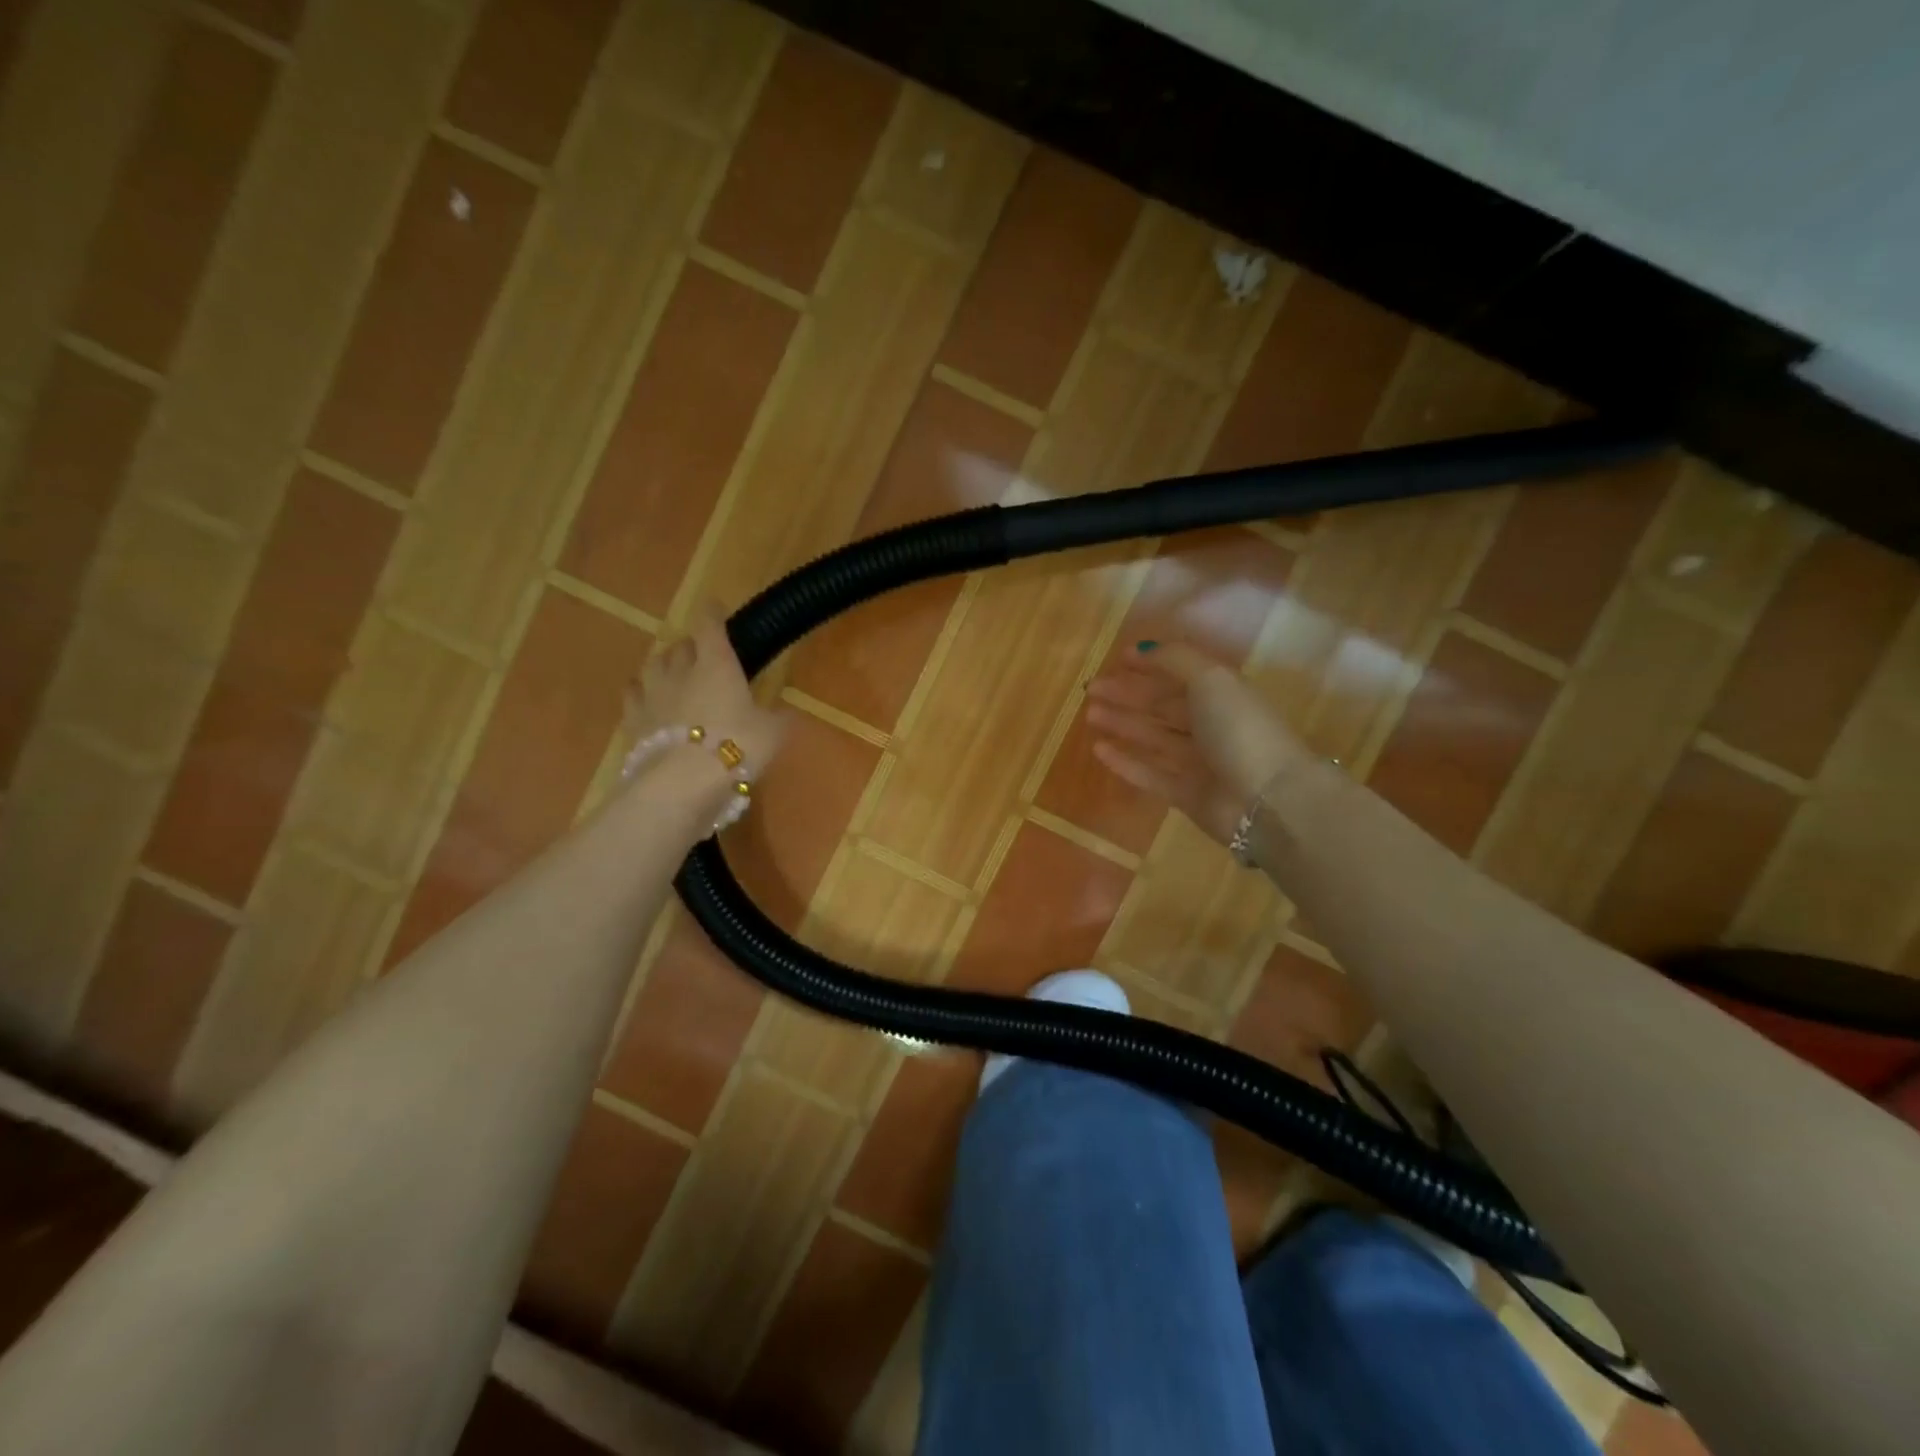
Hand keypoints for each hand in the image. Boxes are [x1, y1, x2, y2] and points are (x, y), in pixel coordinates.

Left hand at [626, 608, 788, 777]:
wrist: (683, 781)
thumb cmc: (737, 747)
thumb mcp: (773, 734)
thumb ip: (778, 720)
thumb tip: (787, 714)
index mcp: (717, 665)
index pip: (710, 627)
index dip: (712, 614)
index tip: (714, 607)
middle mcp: (681, 671)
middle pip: (680, 646)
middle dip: (690, 645)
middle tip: (700, 652)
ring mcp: (652, 695)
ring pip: (653, 666)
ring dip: (663, 664)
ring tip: (671, 670)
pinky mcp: (633, 721)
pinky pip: (633, 696)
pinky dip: (640, 693)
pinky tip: (644, 698)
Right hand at [1085, 642, 1309, 843]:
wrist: (1267, 800)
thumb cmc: (1240, 729)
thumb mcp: (1212, 679)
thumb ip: (1175, 659)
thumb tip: (1142, 648)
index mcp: (1223, 693)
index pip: (1181, 673)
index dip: (1151, 664)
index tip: (1117, 659)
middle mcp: (1212, 725)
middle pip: (1164, 705)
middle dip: (1128, 694)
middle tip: (1091, 689)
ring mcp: (1200, 762)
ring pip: (1154, 738)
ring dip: (1123, 724)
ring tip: (1090, 714)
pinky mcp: (1187, 795)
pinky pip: (1150, 774)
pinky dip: (1125, 762)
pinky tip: (1099, 749)